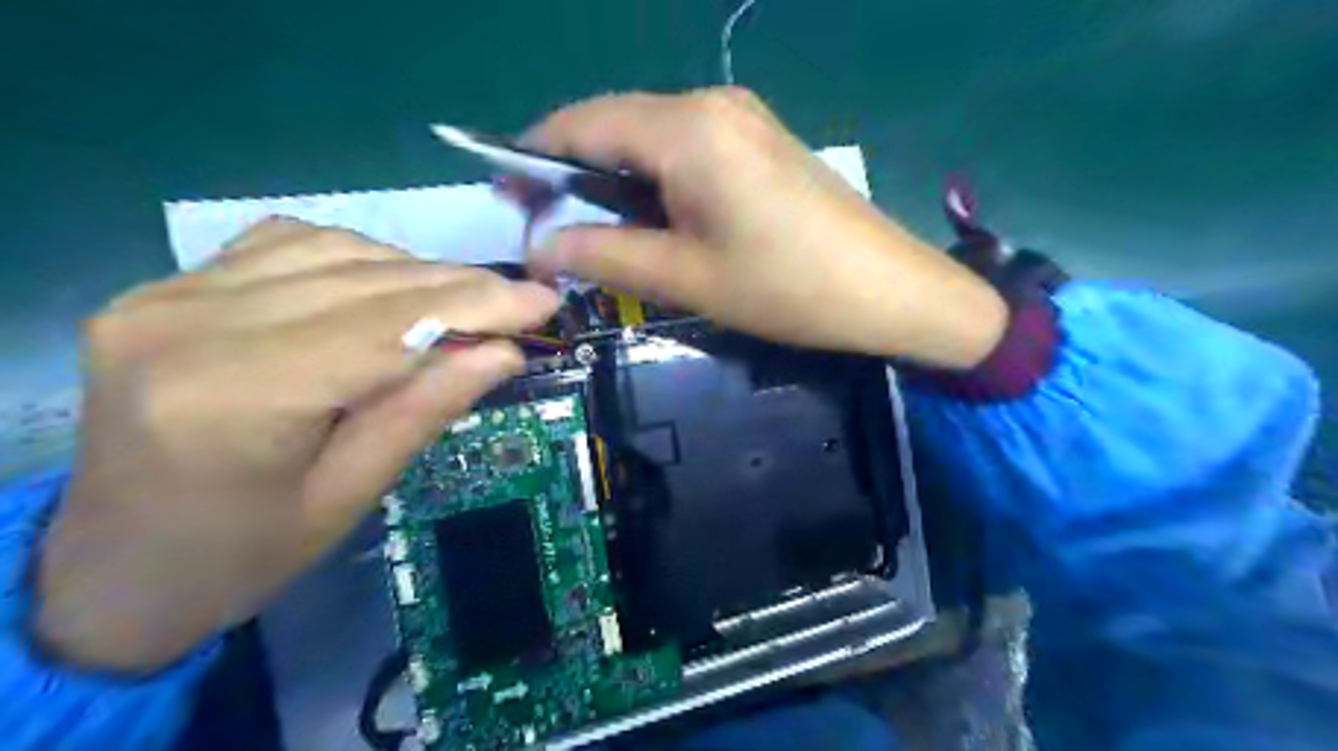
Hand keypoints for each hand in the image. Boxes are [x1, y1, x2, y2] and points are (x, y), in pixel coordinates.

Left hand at [36, 219, 560, 670]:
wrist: (112, 569)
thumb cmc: (240, 556)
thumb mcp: (349, 497)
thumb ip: (424, 412)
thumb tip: (504, 353)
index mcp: (234, 397)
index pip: (385, 324)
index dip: (475, 306)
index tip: (544, 301)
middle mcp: (188, 324)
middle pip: (363, 280)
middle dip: (460, 286)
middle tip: (526, 299)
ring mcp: (168, 295)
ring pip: (334, 250)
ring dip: (416, 272)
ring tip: (466, 303)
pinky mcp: (167, 288)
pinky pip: (289, 245)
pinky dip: (360, 258)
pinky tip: (391, 287)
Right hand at [523, 88, 1003, 369]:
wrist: (889, 289)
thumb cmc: (787, 288)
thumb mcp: (686, 278)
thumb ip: (604, 254)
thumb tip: (537, 248)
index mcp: (687, 130)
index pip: (582, 124)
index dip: (533, 157)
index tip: (506, 199)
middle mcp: (710, 104)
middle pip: (614, 124)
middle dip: (571, 170)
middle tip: (546, 225)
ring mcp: (740, 117)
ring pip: (648, 136)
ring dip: (612, 178)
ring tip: (592, 230)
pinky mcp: (758, 138)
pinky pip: (684, 147)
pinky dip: (652, 177)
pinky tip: (650, 217)